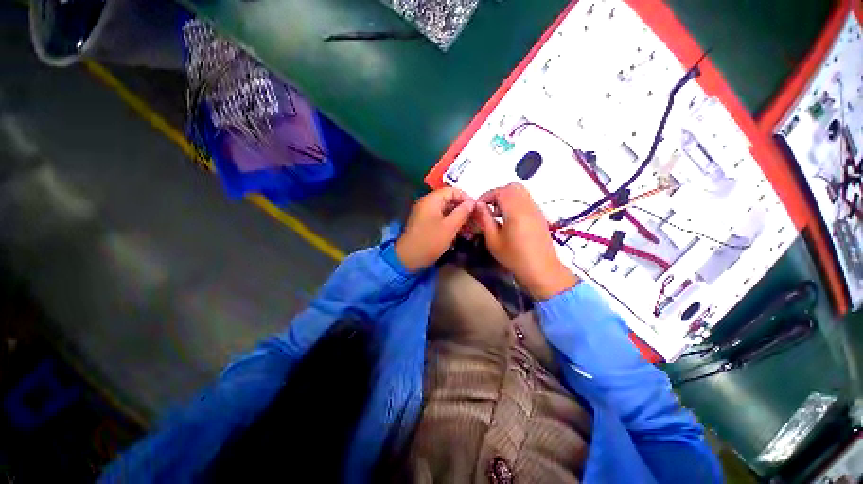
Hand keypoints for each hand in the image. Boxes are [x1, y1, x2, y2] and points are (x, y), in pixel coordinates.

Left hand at [395, 187, 475, 271]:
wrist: (408, 258)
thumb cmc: (430, 241)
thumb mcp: (450, 227)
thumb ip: (462, 212)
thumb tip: (472, 202)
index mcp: (431, 200)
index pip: (452, 190)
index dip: (465, 198)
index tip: (476, 208)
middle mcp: (427, 203)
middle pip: (449, 200)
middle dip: (463, 209)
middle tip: (475, 220)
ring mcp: (424, 214)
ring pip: (445, 211)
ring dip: (457, 218)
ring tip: (469, 230)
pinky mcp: (424, 224)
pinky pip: (440, 219)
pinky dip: (449, 224)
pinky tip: (459, 234)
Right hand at [473, 182, 577, 299]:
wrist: (542, 270)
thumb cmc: (514, 257)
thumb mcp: (493, 240)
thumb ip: (485, 220)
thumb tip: (478, 206)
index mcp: (516, 211)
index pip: (500, 191)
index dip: (486, 196)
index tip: (479, 208)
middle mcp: (528, 206)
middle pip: (512, 187)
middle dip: (497, 194)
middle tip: (489, 209)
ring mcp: (536, 210)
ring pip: (520, 192)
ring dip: (507, 198)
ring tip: (498, 215)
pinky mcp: (540, 216)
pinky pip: (526, 201)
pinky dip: (515, 204)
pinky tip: (509, 221)